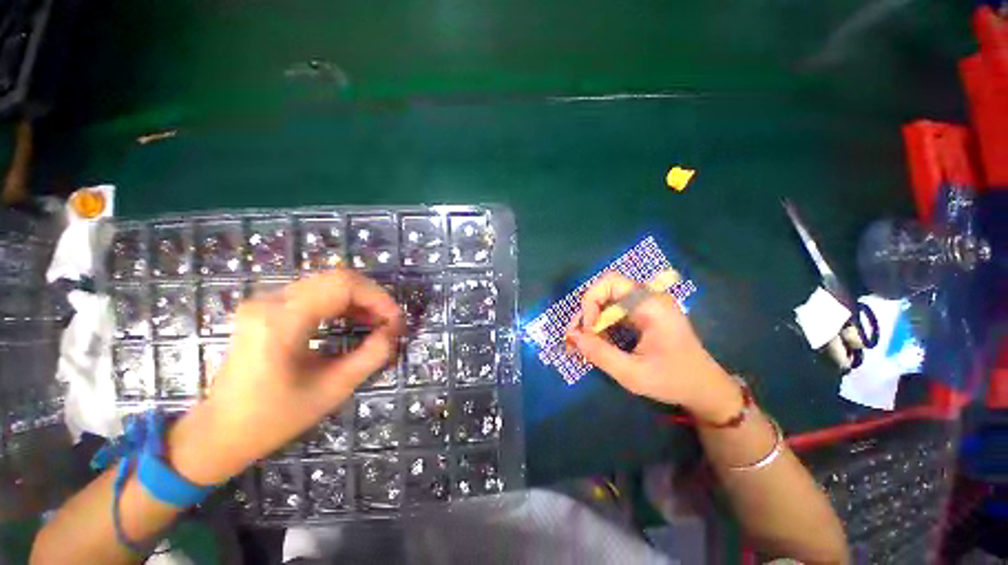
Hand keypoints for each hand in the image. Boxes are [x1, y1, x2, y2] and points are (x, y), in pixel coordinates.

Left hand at [168, 270, 402, 484]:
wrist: (219, 431)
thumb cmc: (274, 417)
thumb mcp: (333, 389)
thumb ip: (372, 356)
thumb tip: (394, 331)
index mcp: (282, 321)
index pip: (344, 285)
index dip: (378, 298)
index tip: (396, 321)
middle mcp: (271, 301)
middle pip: (337, 278)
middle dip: (372, 297)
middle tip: (389, 321)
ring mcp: (265, 302)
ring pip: (327, 282)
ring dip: (358, 299)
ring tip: (376, 322)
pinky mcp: (266, 308)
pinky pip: (314, 292)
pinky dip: (341, 302)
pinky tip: (353, 319)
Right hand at [565, 272, 740, 421]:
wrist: (705, 388)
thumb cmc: (673, 381)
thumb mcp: (633, 374)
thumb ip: (600, 354)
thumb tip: (572, 336)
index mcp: (651, 305)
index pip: (610, 282)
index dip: (591, 301)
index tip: (588, 330)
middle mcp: (648, 298)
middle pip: (605, 290)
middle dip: (587, 313)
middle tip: (576, 338)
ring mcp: (646, 305)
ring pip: (607, 301)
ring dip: (591, 320)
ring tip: (582, 344)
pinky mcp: (643, 314)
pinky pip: (614, 311)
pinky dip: (601, 325)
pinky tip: (597, 343)